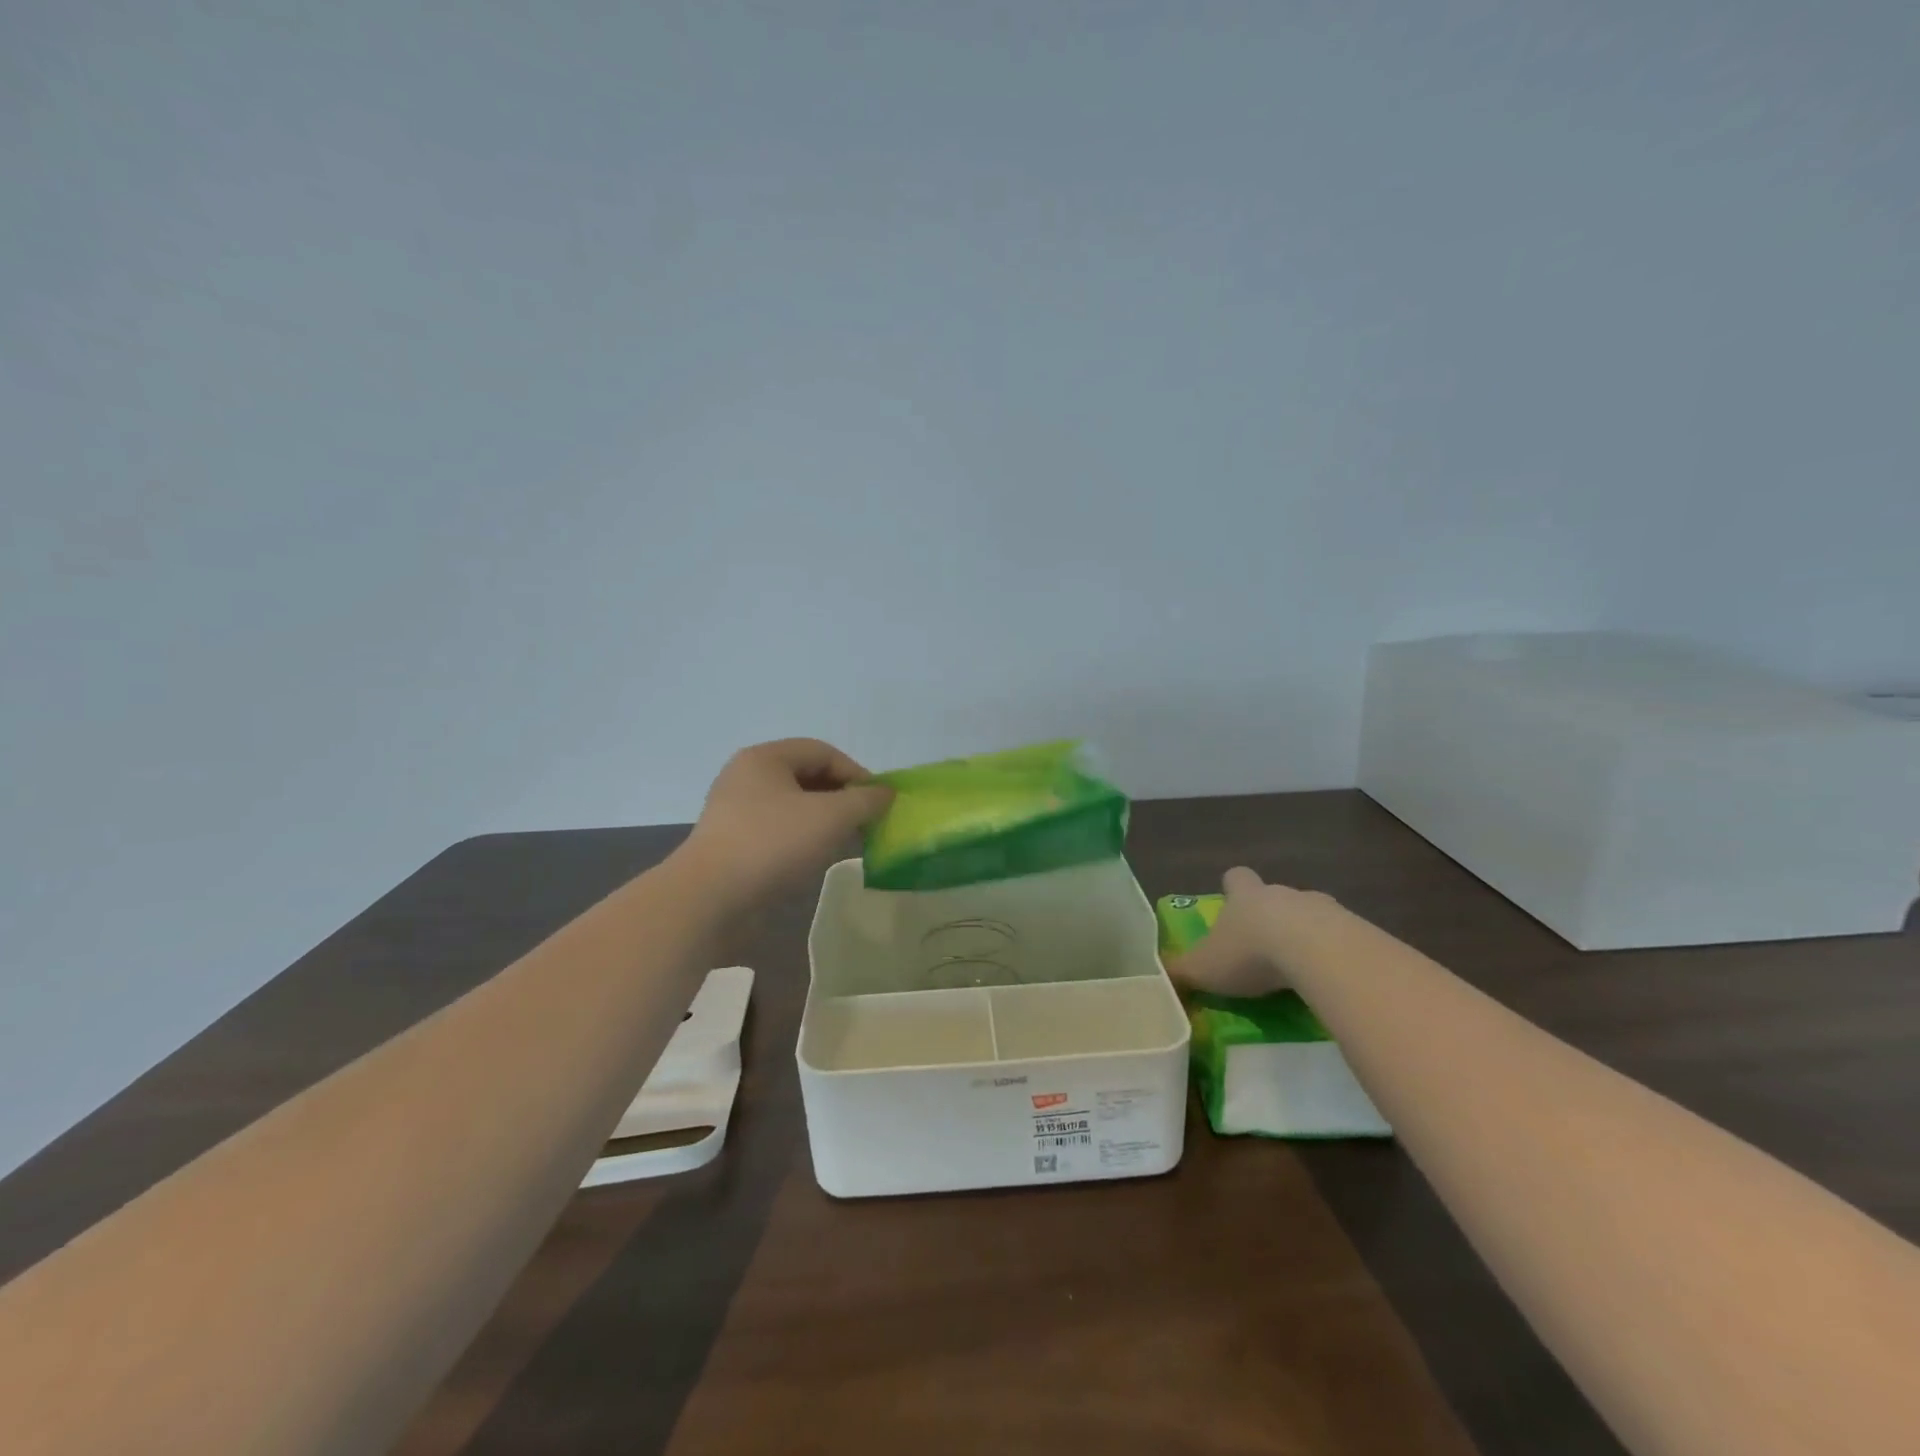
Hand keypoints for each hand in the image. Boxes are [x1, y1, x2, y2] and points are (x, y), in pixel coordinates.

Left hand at [681, 739, 893, 906]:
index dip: (856, 773)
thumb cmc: (773, 844)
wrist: (709, 899)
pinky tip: (815, 859)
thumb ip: (865, 800)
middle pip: (807, 776)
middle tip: (866, 823)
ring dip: (824, 820)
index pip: (823, 751)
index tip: (879, 803)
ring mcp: (736, 811)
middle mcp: (747, 777)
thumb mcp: (832, 817)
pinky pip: (777, 830)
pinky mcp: (732, 843)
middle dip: (842, 797)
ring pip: (793, 806)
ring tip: (845, 842)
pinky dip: (802, 838)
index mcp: (765, 758)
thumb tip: (886, 793)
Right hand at [1167, 866, 1335, 996]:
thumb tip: (1160, 975)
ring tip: (1300, 969)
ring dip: (1306, 935)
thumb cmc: (1251, 953)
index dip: (1233, 888)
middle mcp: (1283, 894)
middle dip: (1272, 917)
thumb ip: (1182, 971)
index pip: (1236, 877)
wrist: (1318, 953)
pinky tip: (1330, 981)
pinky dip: (1335, 956)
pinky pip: (1343, 940)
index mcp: (1246, 896)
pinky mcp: (1356, 931)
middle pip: (1276, 896)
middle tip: (1265, 948)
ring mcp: (1324, 909)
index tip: (1232, 905)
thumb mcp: (1204, 968)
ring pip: (1312, 915)